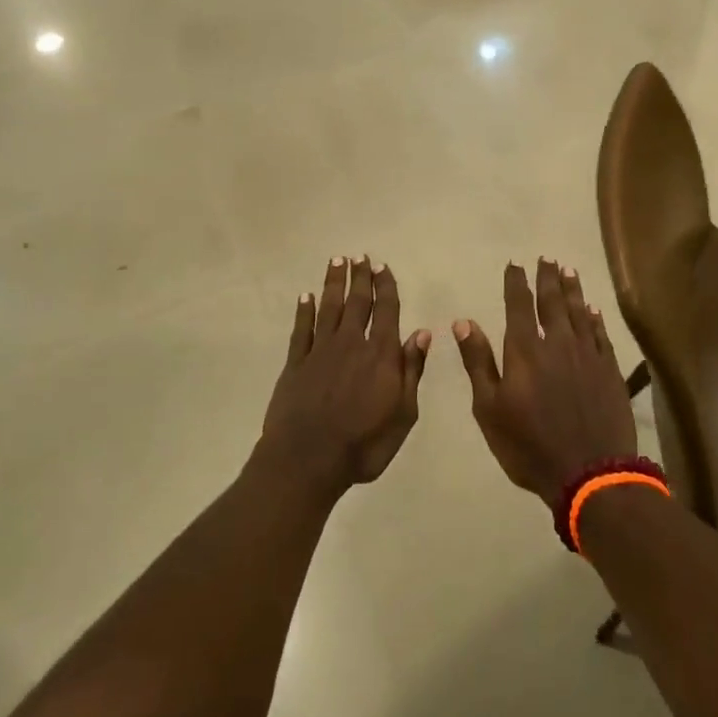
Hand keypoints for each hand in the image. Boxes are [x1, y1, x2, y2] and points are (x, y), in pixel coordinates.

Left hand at [258, 258, 429, 500]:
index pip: (386, 311)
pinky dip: (304, 311)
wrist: (308, 460)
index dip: (385, 287)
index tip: (383, 267)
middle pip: (357, 302)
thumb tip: (422, 333)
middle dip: (360, 277)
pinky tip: (306, 297)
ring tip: (336, 261)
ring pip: (329, 308)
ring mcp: (320, 351)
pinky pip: (301, 329)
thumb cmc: (364, 444)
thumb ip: (411, 370)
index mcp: (380, 354)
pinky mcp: (296, 363)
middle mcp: (351, 343)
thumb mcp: (403, 414)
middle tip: (360, 256)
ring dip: (334, 283)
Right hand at [455, 260, 637, 506]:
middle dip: (547, 278)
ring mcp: (588, 355)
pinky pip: (601, 335)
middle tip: (546, 258)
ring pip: (579, 312)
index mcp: (525, 350)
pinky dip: (596, 319)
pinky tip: (593, 310)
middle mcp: (558, 343)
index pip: (519, 305)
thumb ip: (478, 362)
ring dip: (573, 290)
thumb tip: (463, 321)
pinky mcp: (610, 371)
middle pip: (553, 302)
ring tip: (569, 271)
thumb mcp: (489, 409)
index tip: (514, 264)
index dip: (516, 282)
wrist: (589, 473)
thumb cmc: (529, 445)